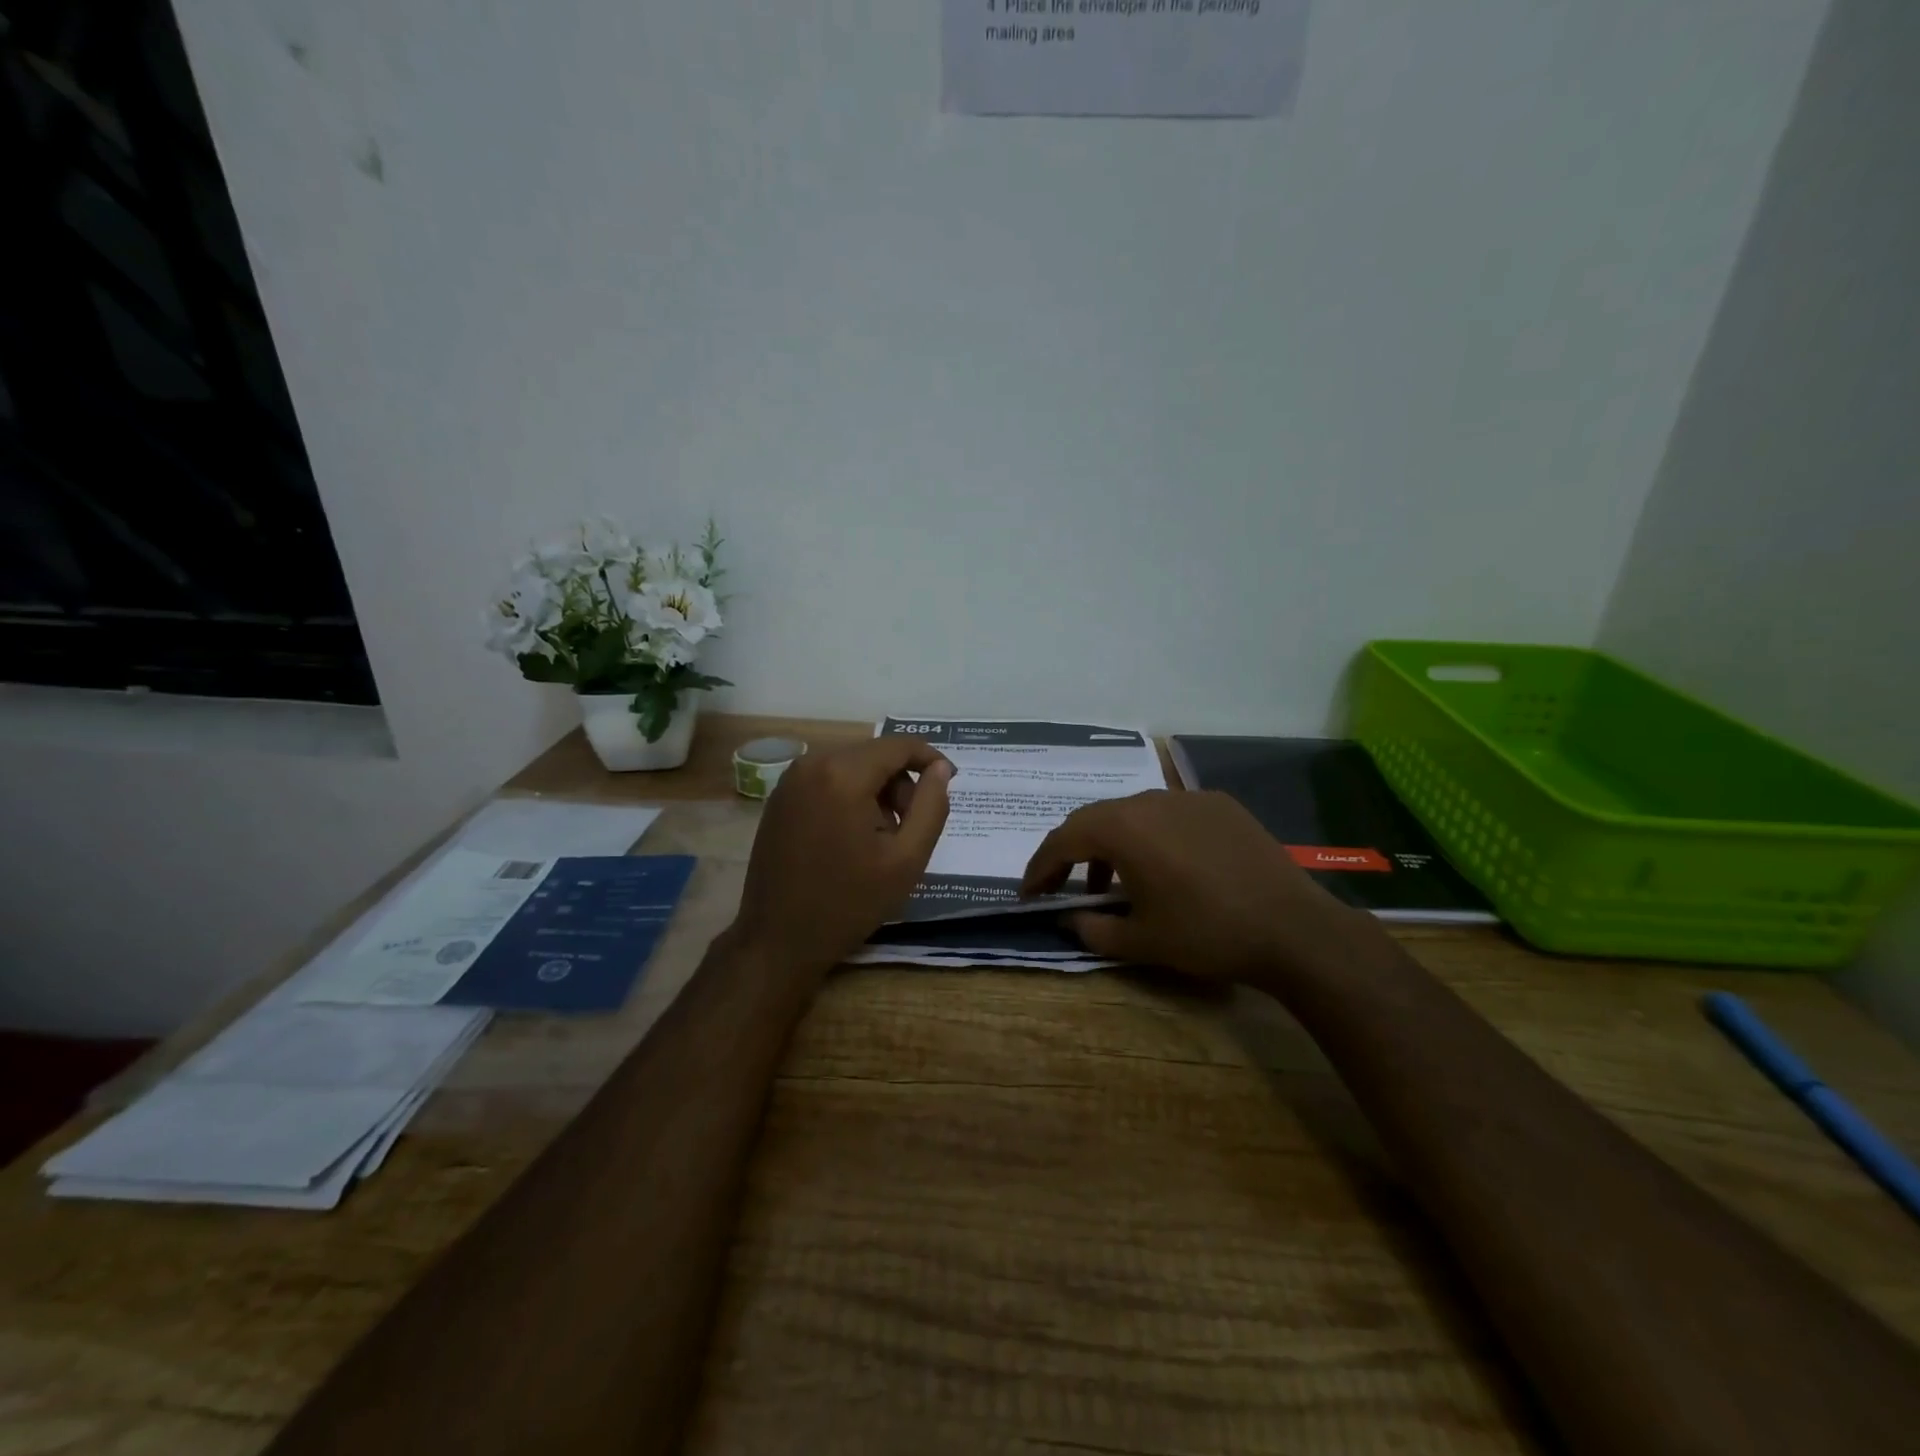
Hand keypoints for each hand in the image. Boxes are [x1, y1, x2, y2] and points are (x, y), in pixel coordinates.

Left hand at [729, 737, 953, 981]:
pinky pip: (827, 779)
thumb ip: (931, 807)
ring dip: (876, 791)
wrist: (778, 939)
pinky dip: (850, 796)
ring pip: (851, 765)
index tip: (949, 782)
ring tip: (881, 837)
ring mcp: (790, 780)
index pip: (898, 745)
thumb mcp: (907, 859)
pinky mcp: (779, 798)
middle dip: (901, 782)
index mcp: (843, 775)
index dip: (930, 758)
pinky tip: (852, 836)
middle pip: (874, 754)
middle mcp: (812, 764)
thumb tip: (940, 769)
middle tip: (911, 827)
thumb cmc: (848, 903)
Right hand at [1020, 790, 1364, 986]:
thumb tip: (1068, 920)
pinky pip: (1170, 814)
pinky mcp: (1220, 805)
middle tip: (1062, 884)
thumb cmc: (1206, 934)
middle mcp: (1149, 800)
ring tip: (1116, 883)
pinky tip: (1167, 867)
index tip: (1030, 893)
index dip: (1040, 867)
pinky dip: (1152, 836)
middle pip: (1095, 819)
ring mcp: (1187, 798)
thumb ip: (1092, 929)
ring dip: (1113, 844)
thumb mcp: (1140, 941)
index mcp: (1123, 829)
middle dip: (1072, 852)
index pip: (1063, 840)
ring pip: (1133, 813)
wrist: (1293, 928)